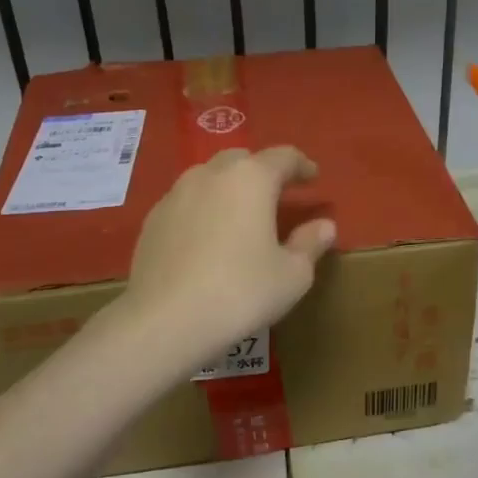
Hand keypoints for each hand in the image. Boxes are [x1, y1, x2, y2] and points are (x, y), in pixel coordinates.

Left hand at [119, 146, 334, 370]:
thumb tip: (325, 225)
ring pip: (208, 178)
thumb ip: (310, 244)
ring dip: (229, 188)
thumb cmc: (241, 293)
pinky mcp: (152, 220)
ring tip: (240, 214)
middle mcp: (210, 175)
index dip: (302, 165)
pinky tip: (207, 238)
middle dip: (262, 171)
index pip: (283, 157)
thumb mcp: (292, 275)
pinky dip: (203, 210)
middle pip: (241, 160)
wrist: (165, 320)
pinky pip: (185, 203)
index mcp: (251, 179)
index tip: (313, 177)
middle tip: (276, 194)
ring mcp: (175, 195)